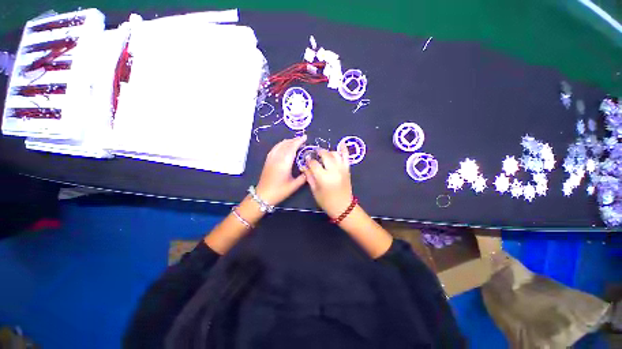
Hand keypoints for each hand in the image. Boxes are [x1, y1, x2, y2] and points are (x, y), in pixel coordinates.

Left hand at [255, 135, 307, 205]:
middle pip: (286, 145)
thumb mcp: (294, 185)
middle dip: (294, 140)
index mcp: (284, 163)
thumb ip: (303, 177)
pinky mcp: (268, 160)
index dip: (298, 141)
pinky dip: (281, 144)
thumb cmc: (279, 191)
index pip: (292, 148)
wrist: (263, 195)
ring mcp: (271, 158)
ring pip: (279, 145)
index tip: (305, 138)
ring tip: (295, 141)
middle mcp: (277, 158)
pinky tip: (284, 145)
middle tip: (302, 139)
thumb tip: (309, 169)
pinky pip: (275, 148)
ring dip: (288, 141)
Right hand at [303, 147, 352, 217]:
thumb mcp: (315, 190)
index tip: (306, 160)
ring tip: (324, 155)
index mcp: (324, 177)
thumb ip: (309, 176)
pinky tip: (341, 143)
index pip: (314, 163)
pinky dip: (344, 149)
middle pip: (325, 155)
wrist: (343, 207)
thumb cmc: (326, 201)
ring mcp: (342, 169)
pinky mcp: (347, 169)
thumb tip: (304, 166)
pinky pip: (346, 157)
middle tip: (314, 155)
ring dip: (328, 152)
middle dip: (318, 152)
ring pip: (335, 154)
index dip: (309, 161)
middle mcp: (334, 170)